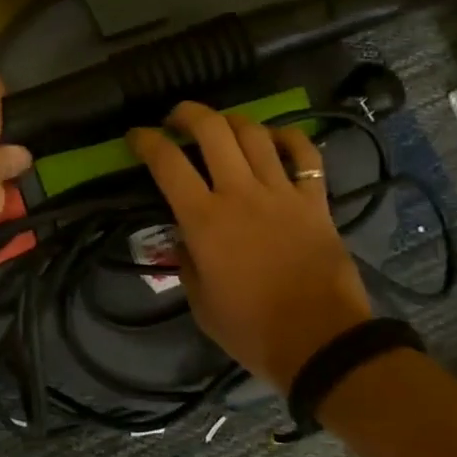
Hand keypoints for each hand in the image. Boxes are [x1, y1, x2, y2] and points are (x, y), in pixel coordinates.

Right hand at [130, 102, 371, 392]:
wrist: (320, 342)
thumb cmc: (251, 329)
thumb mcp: (200, 303)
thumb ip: (187, 261)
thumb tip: (185, 236)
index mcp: (204, 220)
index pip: (167, 163)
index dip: (146, 142)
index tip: (136, 137)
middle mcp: (240, 193)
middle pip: (212, 130)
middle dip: (188, 114)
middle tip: (176, 119)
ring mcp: (281, 192)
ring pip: (254, 133)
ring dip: (232, 121)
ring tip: (221, 127)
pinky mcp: (315, 200)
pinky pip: (305, 154)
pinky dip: (288, 138)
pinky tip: (274, 139)